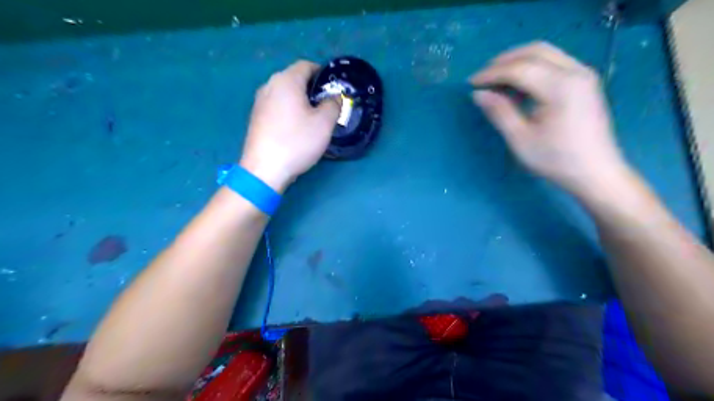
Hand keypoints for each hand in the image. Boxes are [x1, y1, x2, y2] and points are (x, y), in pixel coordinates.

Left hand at [240, 60, 339, 193]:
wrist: (264, 169)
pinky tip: (295, 129)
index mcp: (286, 80)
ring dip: (300, 101)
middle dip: (312, 89)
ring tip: (312, 119)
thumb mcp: (324, 123)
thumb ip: (333, 104)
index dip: (322, 74)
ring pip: (285, 94)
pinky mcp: (256, 117)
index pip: (306, 65)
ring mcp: (259, 102)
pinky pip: (277, 106)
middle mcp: (269, 85)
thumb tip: (334, 97)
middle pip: (294, 78)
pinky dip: (288, 111)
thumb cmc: (297, 142)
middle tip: (326, 107)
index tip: (333, 90)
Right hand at [473, 41, 625, 196]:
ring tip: (496, 78)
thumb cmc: (556, 160)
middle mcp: (575, 72)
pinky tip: (518, 84)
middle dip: (503, 60)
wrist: (595, 172)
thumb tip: (478, 94)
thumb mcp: (521, 139)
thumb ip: (499, 112)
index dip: (491, 74)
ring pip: (545, 53)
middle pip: (534, 51)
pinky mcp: (584, 81)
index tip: (471, 83)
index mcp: (560, 87)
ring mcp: (583, 74)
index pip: (519, 69)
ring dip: (517, 61)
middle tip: (482, 77)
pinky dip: (532, 66)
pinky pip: (554, 62)